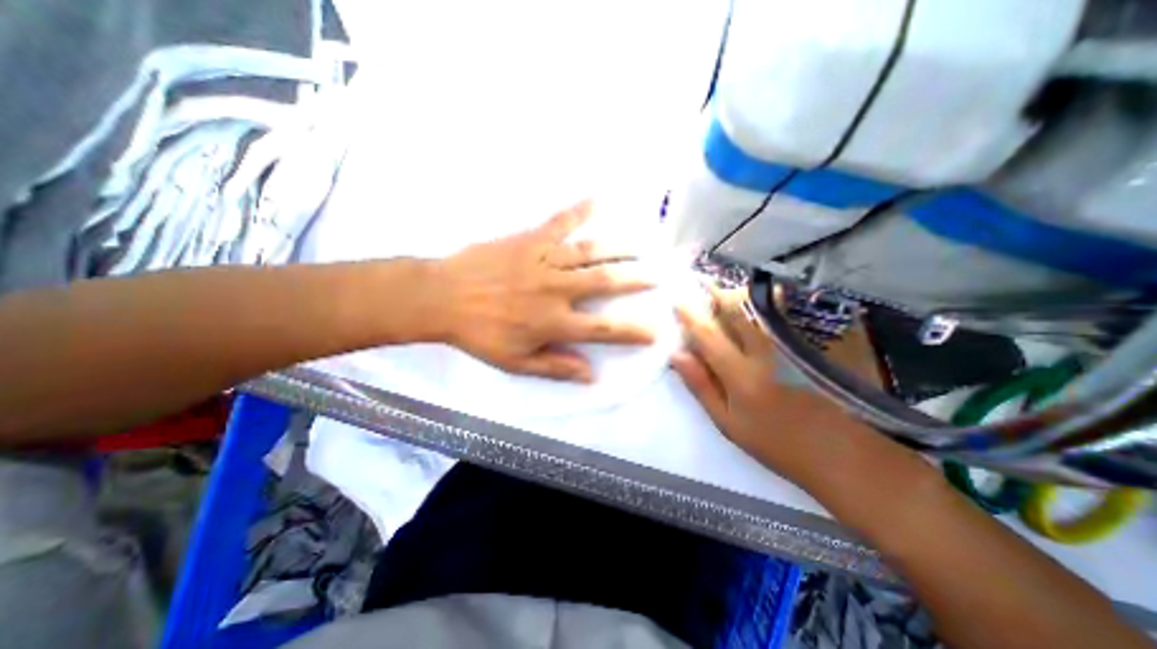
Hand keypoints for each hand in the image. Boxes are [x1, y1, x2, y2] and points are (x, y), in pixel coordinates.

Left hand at [433, 197, 653, 378]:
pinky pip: (559, 222)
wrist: (442, 297)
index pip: (603, 328)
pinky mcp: (530, 240)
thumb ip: (555, 367)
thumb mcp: (516, 362)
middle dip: (637, 279)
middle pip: (606, 281)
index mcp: (554, 321)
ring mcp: (544, 260)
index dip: (632, 331)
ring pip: (590, 251)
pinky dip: (579, 210)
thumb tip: (591, 375)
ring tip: (644, 242)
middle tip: (659, 274)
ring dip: (620, 247)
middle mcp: (557, 289)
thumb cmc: (480, 334)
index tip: (656, 330)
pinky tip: (597, 199)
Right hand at [669, 287, 876, 484]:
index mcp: (742, 374)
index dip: (690, 314)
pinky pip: (790, 312)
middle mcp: (768, 351)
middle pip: (736, 310)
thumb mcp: (728, 423)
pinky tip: (764, 309)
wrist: (846, 455)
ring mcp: (798, 343)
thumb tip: (678, 354)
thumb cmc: (777, 443)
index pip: (708, 334)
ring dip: (741, 297)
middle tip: (705, 290)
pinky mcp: (822, 340)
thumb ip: (701, 386)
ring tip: (731, 297)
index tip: (678, 299)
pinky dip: (771, 304)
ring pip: (762, 306)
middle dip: (716, 295)